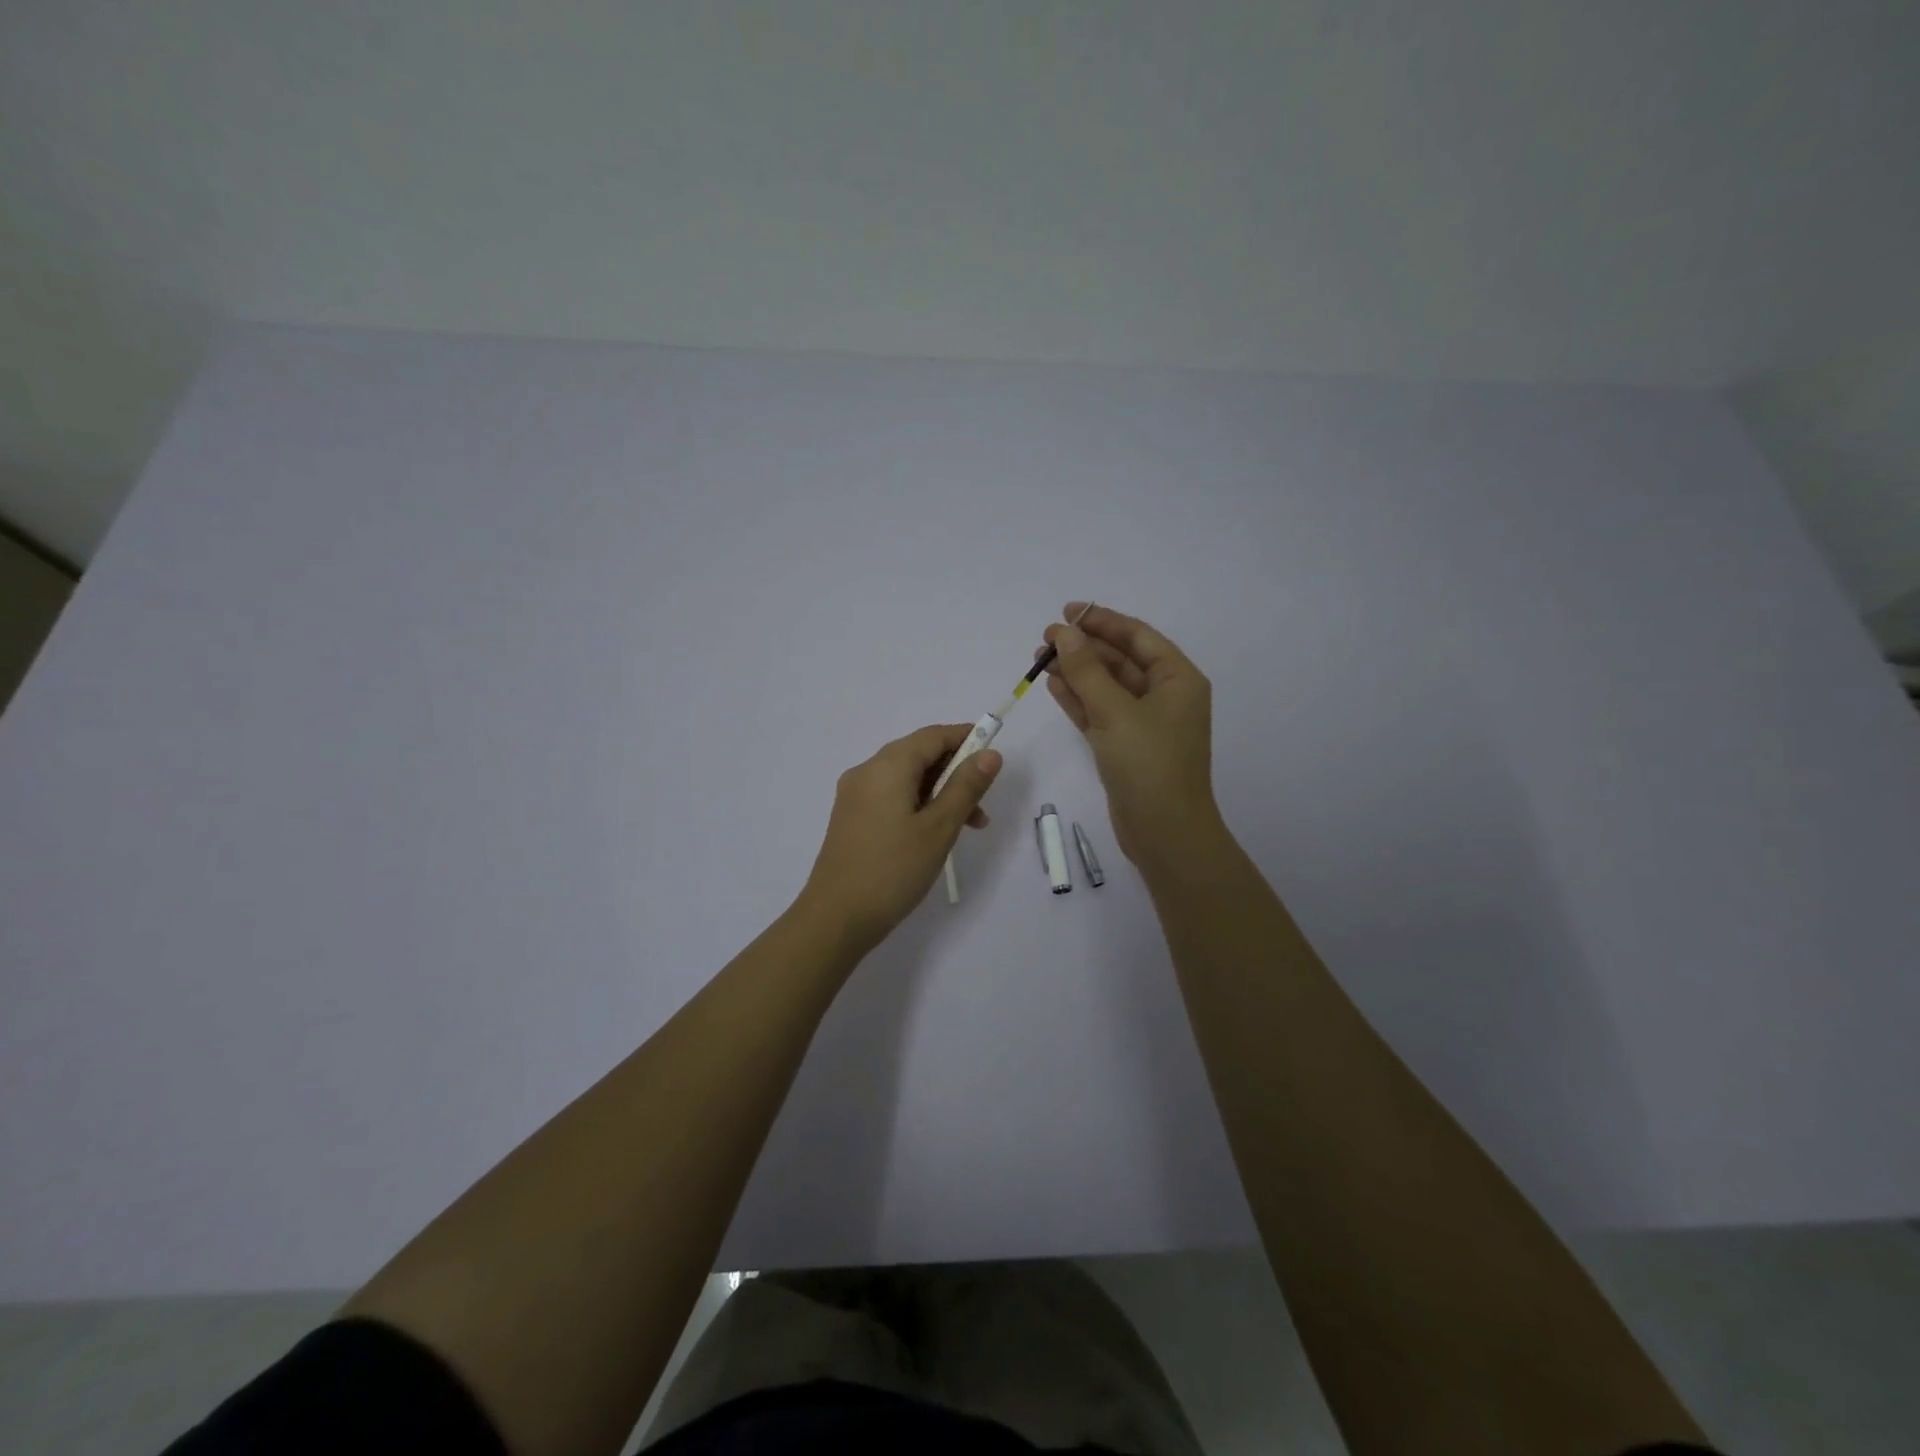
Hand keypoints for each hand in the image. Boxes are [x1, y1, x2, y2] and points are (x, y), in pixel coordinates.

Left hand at [798, 723, 1002, 954]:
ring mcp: (855, 795)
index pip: (933, 736)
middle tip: (984, 803)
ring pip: (906, 779)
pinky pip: (891, 796)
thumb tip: (990, 754)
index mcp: (887, 766)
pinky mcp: (852, 818)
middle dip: (955, 771)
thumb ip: (966, 787)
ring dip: (940, 792)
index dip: (966, 738)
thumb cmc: (893, 870)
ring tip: (969, 826)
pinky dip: (919, 804)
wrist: (835, 919)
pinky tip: (935, 833)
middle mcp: (866, 771)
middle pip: (918, 754)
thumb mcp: (939, 828)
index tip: (994, 755)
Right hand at [1041, 602, 1218, 866]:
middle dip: (1085, 647)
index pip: (1138, 637)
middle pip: (1120, 660)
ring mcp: (1144, 723)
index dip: (1103, 620)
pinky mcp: (1125, 746)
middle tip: (1045, 638)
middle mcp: (1164, 696)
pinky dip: (1078, 699)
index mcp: (1178, 679)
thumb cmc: (1149, 764)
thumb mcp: (1116, 711)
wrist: (1165, 832)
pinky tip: (1053, 684)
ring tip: (1041, 658)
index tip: (1068, 611)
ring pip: (1106, 687)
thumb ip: (1087, 670)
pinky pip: (1099, 712)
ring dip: (1077, 671)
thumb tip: (1064, 634)